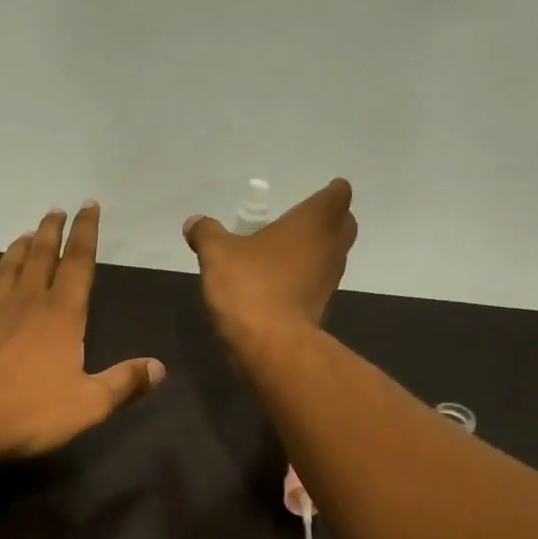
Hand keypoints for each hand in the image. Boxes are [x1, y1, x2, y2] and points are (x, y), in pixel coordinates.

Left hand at [0, 203, 165, 460]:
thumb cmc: (30, 410)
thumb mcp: (89, 404)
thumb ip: (124, 384)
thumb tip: (159, 368)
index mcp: (62, 315)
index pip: (79, 263)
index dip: (86, 232)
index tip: (89, 206)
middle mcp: (28, 305)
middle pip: (42, 257)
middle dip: (52, 231)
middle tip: (56, 210)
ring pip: (10, 271)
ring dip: (20, 249)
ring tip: (27, 234)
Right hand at [183, 178, 357, 342]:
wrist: (271, 345)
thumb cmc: (250, 286)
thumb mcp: (217, 254)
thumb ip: (207, 233)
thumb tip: (194, 222)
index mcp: (314, 222)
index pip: (338, 195)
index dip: (330, 192)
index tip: (316, 194)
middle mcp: (331, 247)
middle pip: (343, 224)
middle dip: (327, 220)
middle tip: (299, 222)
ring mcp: (330, 280)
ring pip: (332, 255)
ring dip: (315, 251)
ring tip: (284, 253)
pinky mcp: (322, 308)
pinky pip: (317, 283)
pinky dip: (305, 279)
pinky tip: (278, 284)